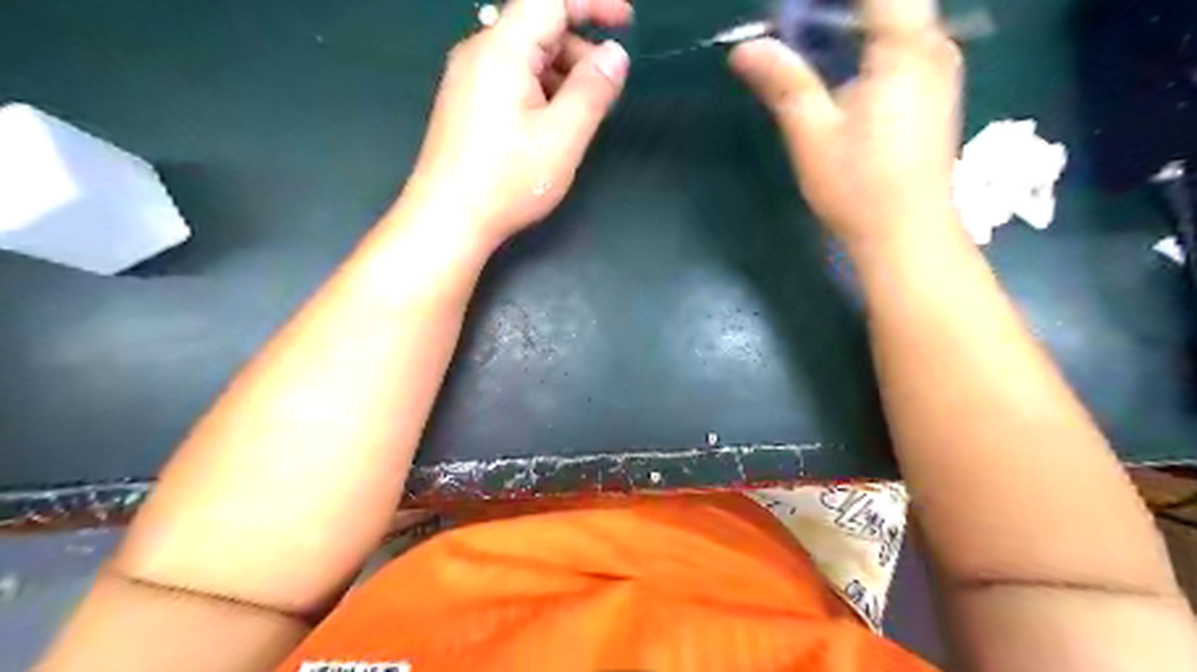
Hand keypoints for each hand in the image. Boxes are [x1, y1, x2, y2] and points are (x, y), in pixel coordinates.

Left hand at [408, 0, 633, 245]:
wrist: (446, 219)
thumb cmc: (506, 181)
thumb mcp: (562, 137)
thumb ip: (593, 90)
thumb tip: (616, 54)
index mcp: (502, 50)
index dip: (592, 4)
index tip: (627, 22)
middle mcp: (479, 52)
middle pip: (538, 27)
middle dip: (579, 50)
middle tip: (606, 91)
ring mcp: (468, 78)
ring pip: (526, 57)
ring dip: (562, 75)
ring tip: (581, 117)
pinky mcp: (466, 102)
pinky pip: (511, 79)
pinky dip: (541, 90)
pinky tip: (551, 126)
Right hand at [730, 0, 960, 249]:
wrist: (906, 233)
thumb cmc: (859, 187)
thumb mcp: (812, 135)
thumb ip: (784, 83)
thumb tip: (743, 49)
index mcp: (905, 48)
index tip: (795, 8)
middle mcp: (934, 45)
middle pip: (892, 0)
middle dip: (837, 6)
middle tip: (793, 21)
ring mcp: (939, 67)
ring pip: (899, 17)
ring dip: (854, 18)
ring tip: (806, 34)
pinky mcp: (934, 89)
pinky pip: (903, 40)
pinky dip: (868, 38)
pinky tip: (838, 61)